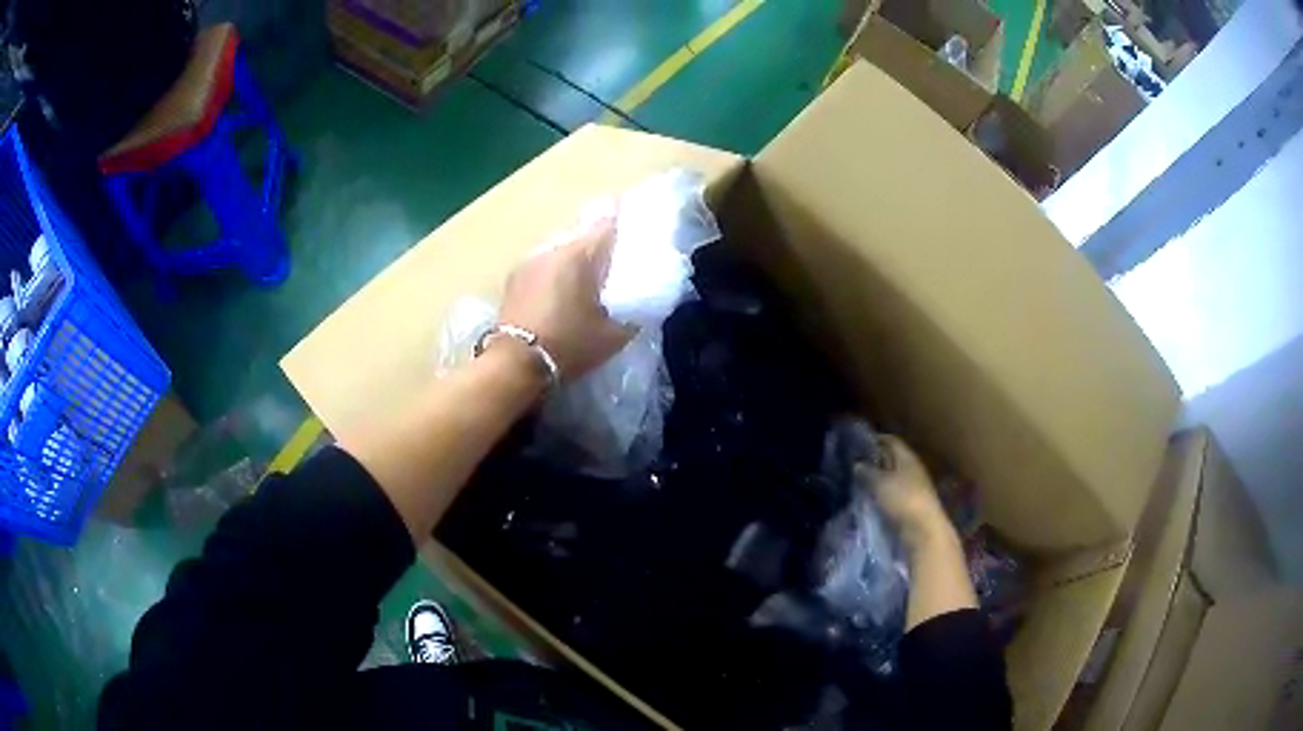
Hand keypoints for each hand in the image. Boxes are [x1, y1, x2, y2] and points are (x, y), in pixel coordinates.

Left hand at [499, 216, 633, 379]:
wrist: (514, 365)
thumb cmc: (568, 346)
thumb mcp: (613, 336)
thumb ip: (632, 313)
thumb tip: (640, 302)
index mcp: (578, 255)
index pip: (608, 225)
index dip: (625, 228)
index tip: (637, 237)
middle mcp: (551, 249)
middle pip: (582, 239)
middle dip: (599, 250)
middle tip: (615, 268)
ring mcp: (528, 263)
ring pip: (560, 254)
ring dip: (574, 265)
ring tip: (587, 285)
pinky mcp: (513, 281)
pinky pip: (543, 269)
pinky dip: (555, 277)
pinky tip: (561, 297)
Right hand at [855, 435, 950, 547]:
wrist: (924, 530)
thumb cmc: (903, 500)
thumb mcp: (880, 483)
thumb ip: (867, 472)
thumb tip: (857, 464)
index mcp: (908, 458)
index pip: (891, 441)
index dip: (876, 440)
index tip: (858, 443)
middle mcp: (912, 469)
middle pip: (892, 459)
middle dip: (875, 460)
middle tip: (854, 463)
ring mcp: (913, 489)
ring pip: (892, 478)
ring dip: (878, 479)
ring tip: (858, 482)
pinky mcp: (911, 506)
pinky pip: (893, 495)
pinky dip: (882, 495)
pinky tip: (869, 499)